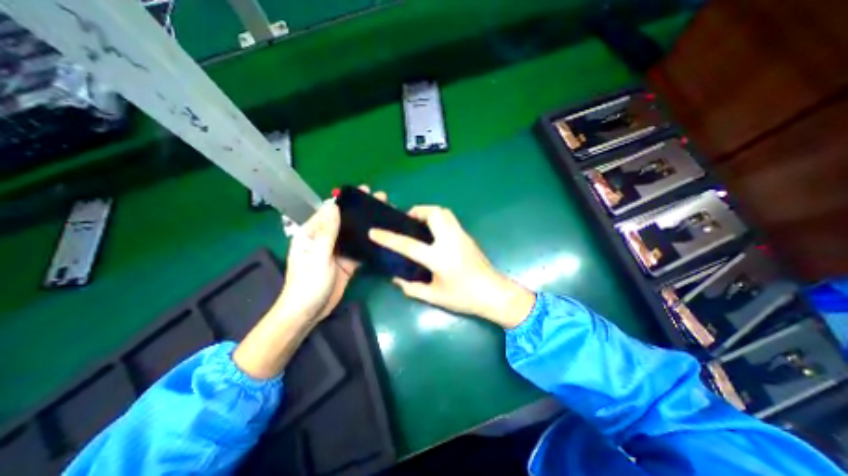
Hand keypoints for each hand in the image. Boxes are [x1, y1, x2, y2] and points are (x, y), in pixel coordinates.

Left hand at [235, 186, 387, 378]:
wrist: (309, 312)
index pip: (330, 210)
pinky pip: (359, 249)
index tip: (364, 192)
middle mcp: (325, 238)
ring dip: (367, 224)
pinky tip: (382, 236)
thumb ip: (327, 231)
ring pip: (353, 233)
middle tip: (380, 199)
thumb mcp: (318, 255)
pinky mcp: (347, 262)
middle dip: (361, 210)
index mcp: (312, 233)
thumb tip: (334, 205)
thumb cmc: (308, 282)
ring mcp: (337, 251)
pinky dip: (369, 242)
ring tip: (384, 213)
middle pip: (345, 220)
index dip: (346, 200)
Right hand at [369, 204, 532, 327]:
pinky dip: (439, 218)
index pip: (408, 244)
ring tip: (420, 224)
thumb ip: (412, 288)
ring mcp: (461, 235)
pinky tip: (435, 233)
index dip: (388, 238)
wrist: (495, 293)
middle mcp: (450, 241)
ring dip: (429, 212)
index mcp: (439, 258)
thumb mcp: (435, 296)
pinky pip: (450, 219)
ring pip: (444, 212)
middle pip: (434, 213)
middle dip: (417, 211)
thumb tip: (396, 279)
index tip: (374, 231)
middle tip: (408, 222)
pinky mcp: (467, 236)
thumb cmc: (465, 297)